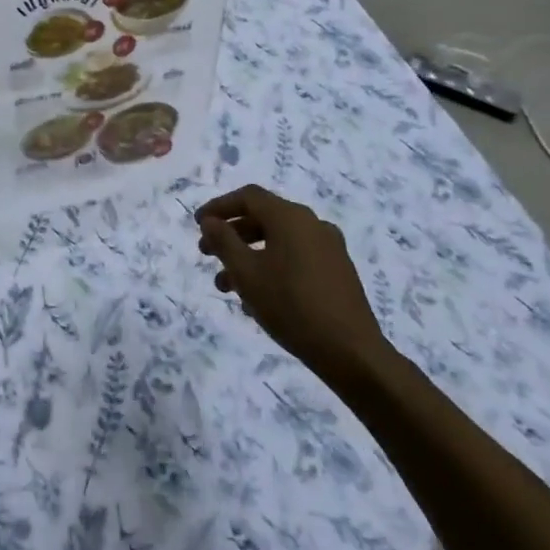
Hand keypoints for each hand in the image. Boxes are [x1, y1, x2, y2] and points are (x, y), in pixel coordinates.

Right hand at [196, 185, 392, 385]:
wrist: (351, 352)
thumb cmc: (291, 306)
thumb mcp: (246, 274)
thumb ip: (224, 242)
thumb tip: (210, 221)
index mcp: (290, 217)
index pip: (248, 197)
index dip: (219, 207)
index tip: (197, 224)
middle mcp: (312, 224)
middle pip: (263, 218)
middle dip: (231, 234)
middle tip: (207, 253)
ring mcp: (329, 248)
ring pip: (278, 241)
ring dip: (248, 256)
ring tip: (226, 286)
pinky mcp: (338, 271)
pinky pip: (296, 258)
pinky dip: (271, 266)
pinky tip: (257, 298)